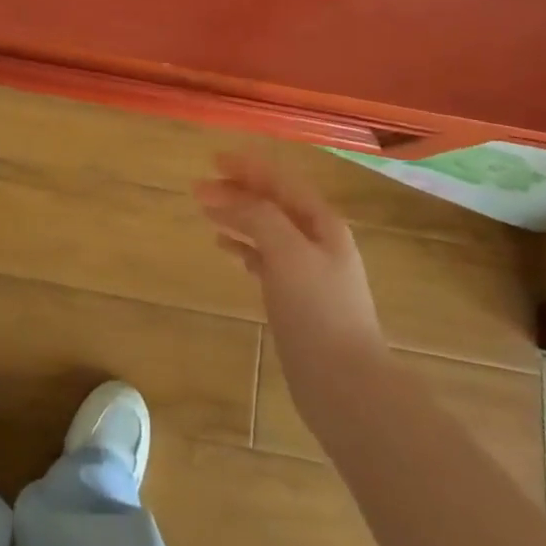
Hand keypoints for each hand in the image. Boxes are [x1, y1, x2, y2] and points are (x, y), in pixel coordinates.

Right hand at [195, 155, 384, 386]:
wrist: (346, 386)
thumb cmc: (318, 312)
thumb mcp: (287, 253)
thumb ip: (259, 217)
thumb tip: (227, 196)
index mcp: (321, 223)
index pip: (280, 181)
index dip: (248, 167)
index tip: (213, 160)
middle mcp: (317, 241)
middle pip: (272, 204)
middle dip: (237, 192)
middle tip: (199, 188)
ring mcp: (308, 271)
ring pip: (267, 231)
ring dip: (238, 217)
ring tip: (206, 213)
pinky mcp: (297, 300)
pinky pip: (266, 260)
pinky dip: (245, 248)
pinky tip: (226, 249)